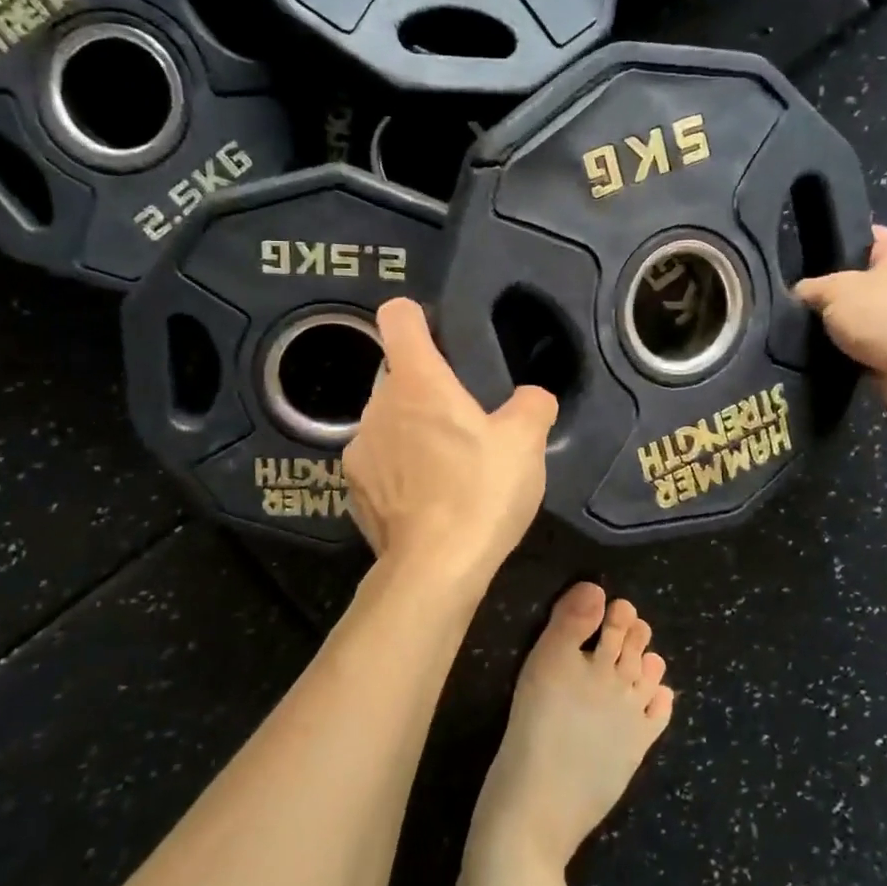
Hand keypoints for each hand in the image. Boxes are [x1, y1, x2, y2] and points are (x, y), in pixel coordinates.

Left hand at [344, 298, 556, 584]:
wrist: (434, 569)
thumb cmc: (480, 491)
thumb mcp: (526, 442)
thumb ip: (532, 404)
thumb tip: (531, 397)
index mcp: (417, 381)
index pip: (398, 318)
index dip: (417, 316)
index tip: (438, 335)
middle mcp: (377, 406)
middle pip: (397, 374)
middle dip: (426, 388)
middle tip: (464, 420)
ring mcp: (358, 449)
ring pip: (387, 420)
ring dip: (411, 429)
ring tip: (447, 465)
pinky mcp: (353, 488)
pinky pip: (379, 461)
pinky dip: (398, 468)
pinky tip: (427, 498)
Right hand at [793, 226, 886, 422]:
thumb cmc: (886, 316)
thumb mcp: (834, 292)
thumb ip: (811, 288)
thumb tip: (800, 293)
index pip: (866, 236)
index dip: (836, 243)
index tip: (805, 258)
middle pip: (864, 280)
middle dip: (834, 293)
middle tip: (800, 302)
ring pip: (866, 317)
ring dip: (843, 328)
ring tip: (805, 333)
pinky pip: (871, 347)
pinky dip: (853, 354)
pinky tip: (825, 357)